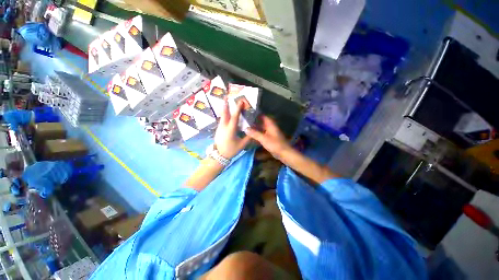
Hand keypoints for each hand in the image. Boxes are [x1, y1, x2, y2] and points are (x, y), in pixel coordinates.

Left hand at [214, 100, 250, 158]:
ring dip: (224, 109)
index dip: (238, 108)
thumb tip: (253, 130)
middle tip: (226, 96)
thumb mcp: (242, 145)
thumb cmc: (231, 150)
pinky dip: (224, 115)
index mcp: (230, 129)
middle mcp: (223, 126)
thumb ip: (248, 137)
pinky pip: (222, 120)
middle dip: (225, 104)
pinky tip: (227, 114)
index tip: (240, 101)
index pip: (234, 117)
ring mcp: (219, 127)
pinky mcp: (218, 129)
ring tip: (227, 102)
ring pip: (222, 116)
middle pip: (224, 113)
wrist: (219, 156)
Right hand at [246, 116, 290, 157]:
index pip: (263, 116)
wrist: (284, 153)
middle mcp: (270, 127)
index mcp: (270, 125)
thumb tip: (246, 129)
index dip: (256, 115)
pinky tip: (252, 136)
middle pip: (261, 123)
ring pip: (261, 129)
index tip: (248, 114)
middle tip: (245, 122)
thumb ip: (254, 133)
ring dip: (255, 129)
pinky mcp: (270, 139)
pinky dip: (257, 134)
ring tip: (246, 128)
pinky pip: (262, 134)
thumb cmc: (275, 144)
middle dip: (254, 122)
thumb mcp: (263, 138)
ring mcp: (270, 133)